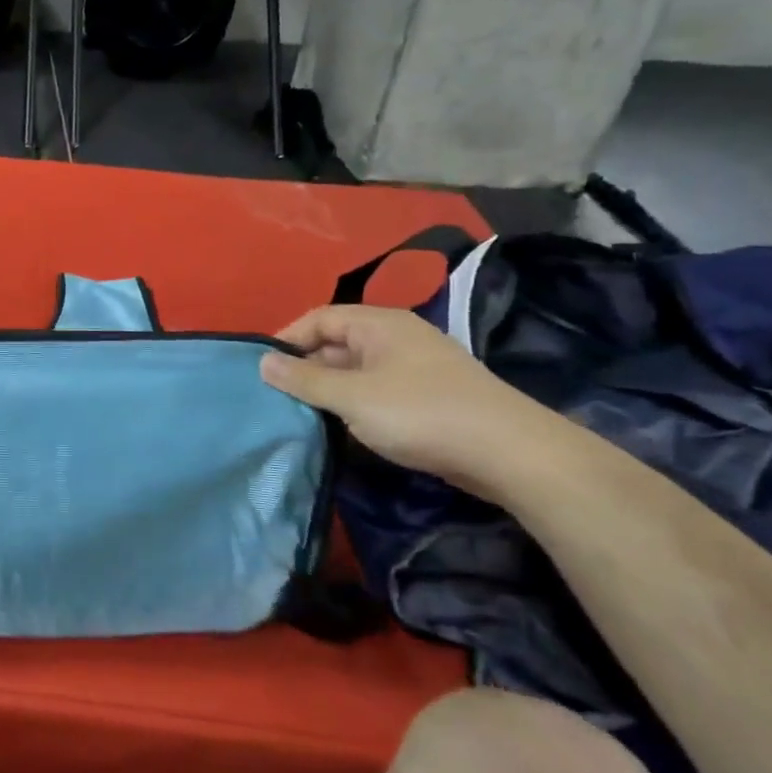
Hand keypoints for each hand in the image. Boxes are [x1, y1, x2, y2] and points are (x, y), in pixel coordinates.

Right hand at [259, 304, 553, 491]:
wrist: (510, 453)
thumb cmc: (421, 413)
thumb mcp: (352, 397)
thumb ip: (304, 380)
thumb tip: (262, 361)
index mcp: (379, 324)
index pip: (319, 318)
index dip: (287, 340)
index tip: (261, 370)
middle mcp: (396, 338)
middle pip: (336, 344)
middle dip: (305, 369)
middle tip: (276, 399)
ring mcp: (415, 368)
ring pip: (356, 371)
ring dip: (329, 391)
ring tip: (301, 416)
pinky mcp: (428, 398)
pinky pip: (377, 392)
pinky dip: (355, 406)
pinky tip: (342, 430)